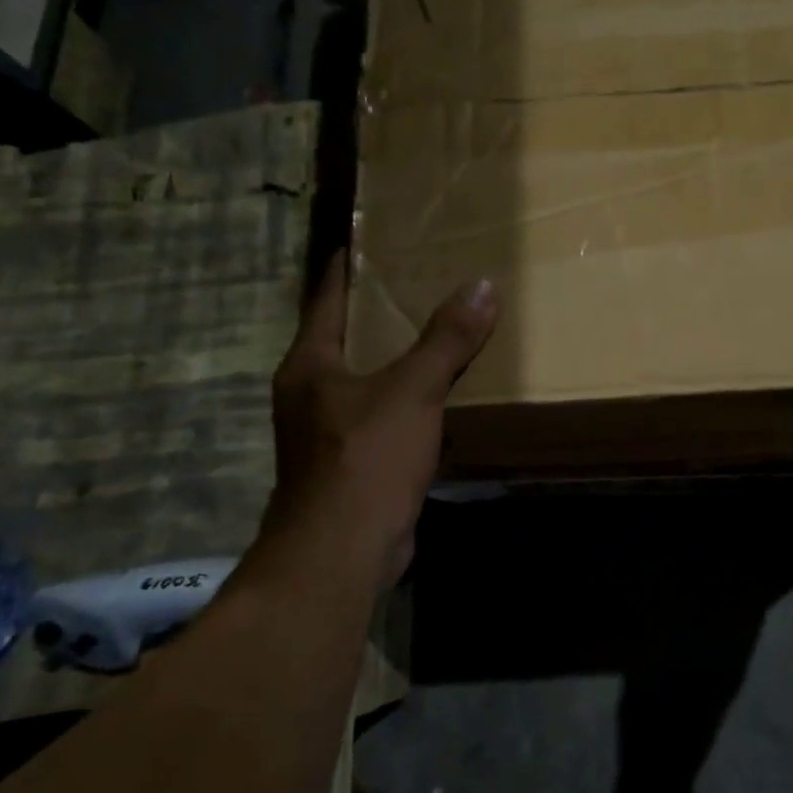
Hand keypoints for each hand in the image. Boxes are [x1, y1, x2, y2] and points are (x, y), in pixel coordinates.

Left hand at [264, 249, 497, 581]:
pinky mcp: (353, 465)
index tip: (366, 240)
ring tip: (438, 335)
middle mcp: (310, 393)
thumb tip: (483, 286)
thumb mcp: (413, 391)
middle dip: (379, 313)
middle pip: (346, 339)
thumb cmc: (366, 458)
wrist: (343, 551)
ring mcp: (328, 433)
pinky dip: (411, 404)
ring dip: (398, 362)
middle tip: (420, 282)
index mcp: (310, 365)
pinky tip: (442, 398)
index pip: (325, 299)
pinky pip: (386, 419)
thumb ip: (447, 340)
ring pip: (368, 382)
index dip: (346, 268)